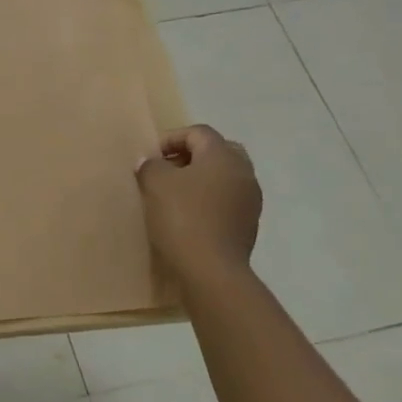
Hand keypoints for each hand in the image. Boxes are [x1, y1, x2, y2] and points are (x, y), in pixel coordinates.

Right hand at [136, 124, 261, 280]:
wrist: (211, 269)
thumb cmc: (182, 217)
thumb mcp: (155, 183)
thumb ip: (151, 166)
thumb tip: (152, 163)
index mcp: (223, 156)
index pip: (198, 132)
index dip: (171, 138)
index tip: (151, 157)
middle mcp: (244, 172)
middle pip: (218, 150)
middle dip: (191, 155)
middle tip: (167, 169)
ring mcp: (251, 199)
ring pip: (225, 176)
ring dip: (201, 178)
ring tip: (175, 193)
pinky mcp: (249, 224)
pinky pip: (228, 199)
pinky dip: (209, 199)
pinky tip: (189, 214)